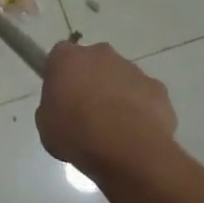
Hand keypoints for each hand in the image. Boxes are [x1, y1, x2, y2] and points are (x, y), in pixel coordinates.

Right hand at [35, 40, 176, 175]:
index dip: (60, 76)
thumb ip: (53, 107)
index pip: (60, 57)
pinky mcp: (157, 88)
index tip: (60, 97)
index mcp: (67, 58)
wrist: (126, 148)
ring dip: (116, 96)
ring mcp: (132, 69)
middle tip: (86, 113)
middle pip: (93, 63)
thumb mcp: (46, 124)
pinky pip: (144, 96)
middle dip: (91, 81)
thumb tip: (64, 108)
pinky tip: (135, 134)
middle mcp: (100, 54)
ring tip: (113, 129)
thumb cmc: (76, 133)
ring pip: (120, 78)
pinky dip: (140, 110)